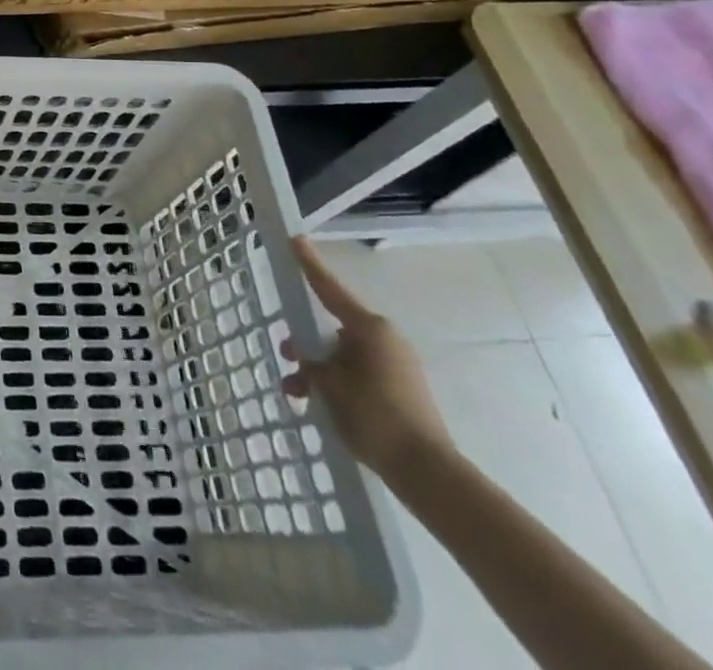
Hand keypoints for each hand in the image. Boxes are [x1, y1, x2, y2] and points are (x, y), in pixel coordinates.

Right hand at [282, 236, 454, 483]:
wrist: (427, 473)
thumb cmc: (374, 416)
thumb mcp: (329, 385)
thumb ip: (311, 364)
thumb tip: (308, 360)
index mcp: (369, 328)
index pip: (329, 289)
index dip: (309, 264)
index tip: (295, 239)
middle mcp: (384, 340)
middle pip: (334, 329)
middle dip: (307, 342)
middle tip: (286, 353)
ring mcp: (395, 366)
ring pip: (343, 357)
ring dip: (318, 370)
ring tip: (296, 393)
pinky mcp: (400, 391)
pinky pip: (358, 376)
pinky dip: (337, 385)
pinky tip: (317, 407)